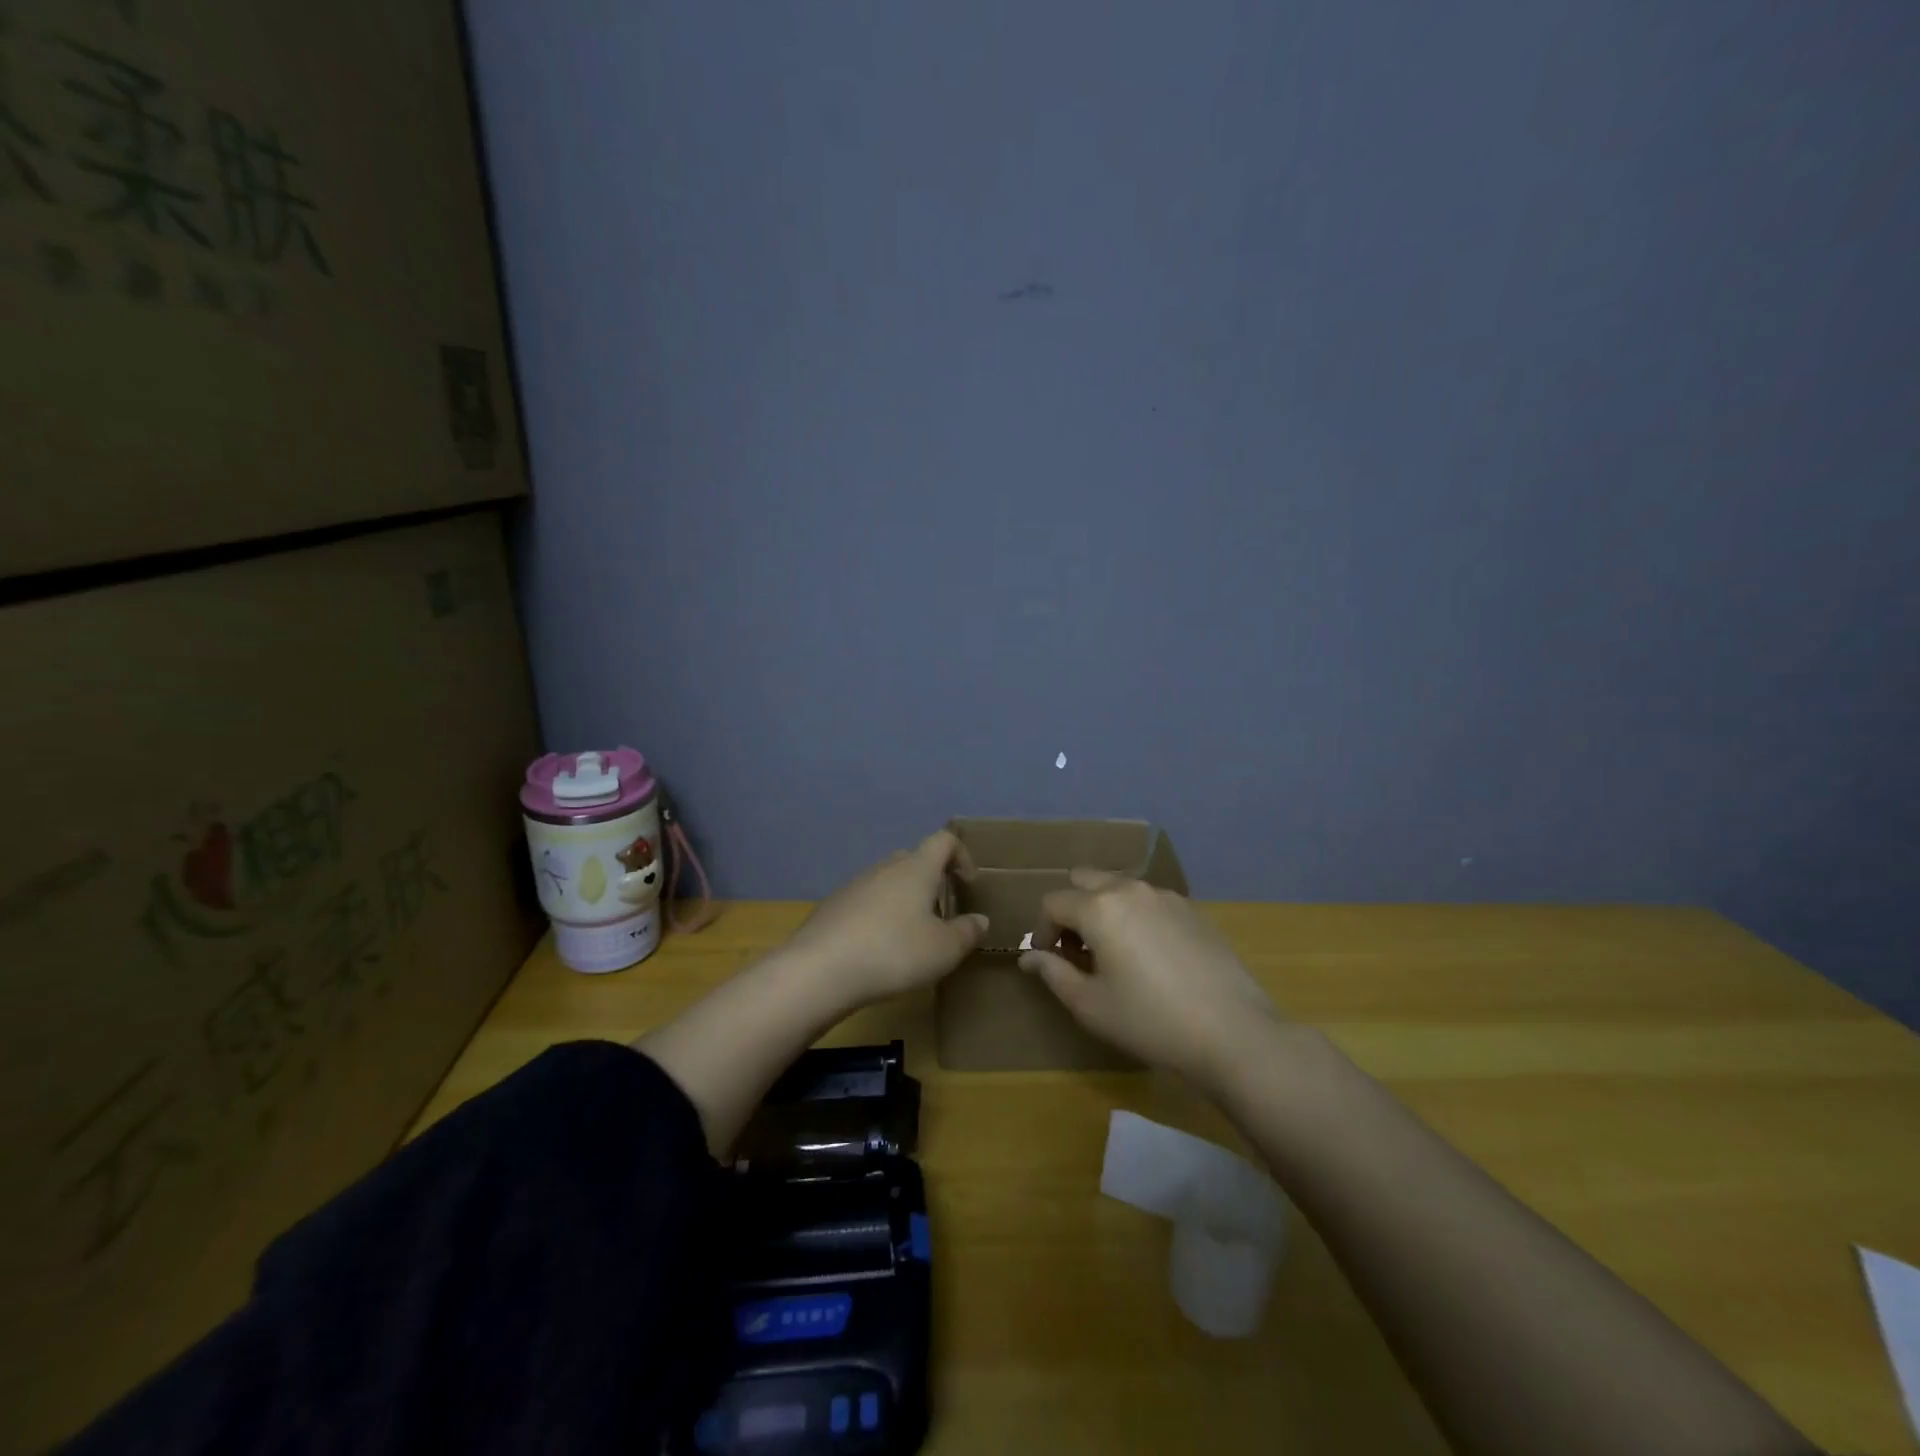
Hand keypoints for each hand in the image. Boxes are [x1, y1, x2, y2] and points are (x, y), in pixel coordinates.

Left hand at [784, 830, 988, 1008]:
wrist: (819, 970)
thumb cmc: (893, 952)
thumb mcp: (943, 950)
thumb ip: (967, 932)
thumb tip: (979, 920)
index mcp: (916, 869)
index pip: (943, 840)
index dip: (962, 855)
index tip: (969, 885)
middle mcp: (885, 867)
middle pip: (914, 859)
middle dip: (932, 881)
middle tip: (941, 914)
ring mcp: (855, 885)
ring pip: (888, 881)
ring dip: (905, 900)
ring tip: (911, 936)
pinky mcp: (833, 906)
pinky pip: (866, 901)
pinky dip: (879, 915)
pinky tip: (878, 948)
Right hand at [1020, 868, 1278, 1085]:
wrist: (1231, 1031)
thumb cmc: (1149, 1020)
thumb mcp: (1090, 1005)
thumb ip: (1053, 973)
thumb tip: (1028, 957)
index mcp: (1099, 907)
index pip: (1053, 902)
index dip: (1044, 931)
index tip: (1053, 961)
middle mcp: (1129, 889)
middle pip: (1085, 880)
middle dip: (1073, 909)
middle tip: (1080, 950)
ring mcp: (1165, 896)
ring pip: (1119, 887)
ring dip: (1105, 909)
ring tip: (1115, 953)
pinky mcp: (1192, 909)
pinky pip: (1149, 900)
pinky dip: (1137, 916)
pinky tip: (1152, 956)